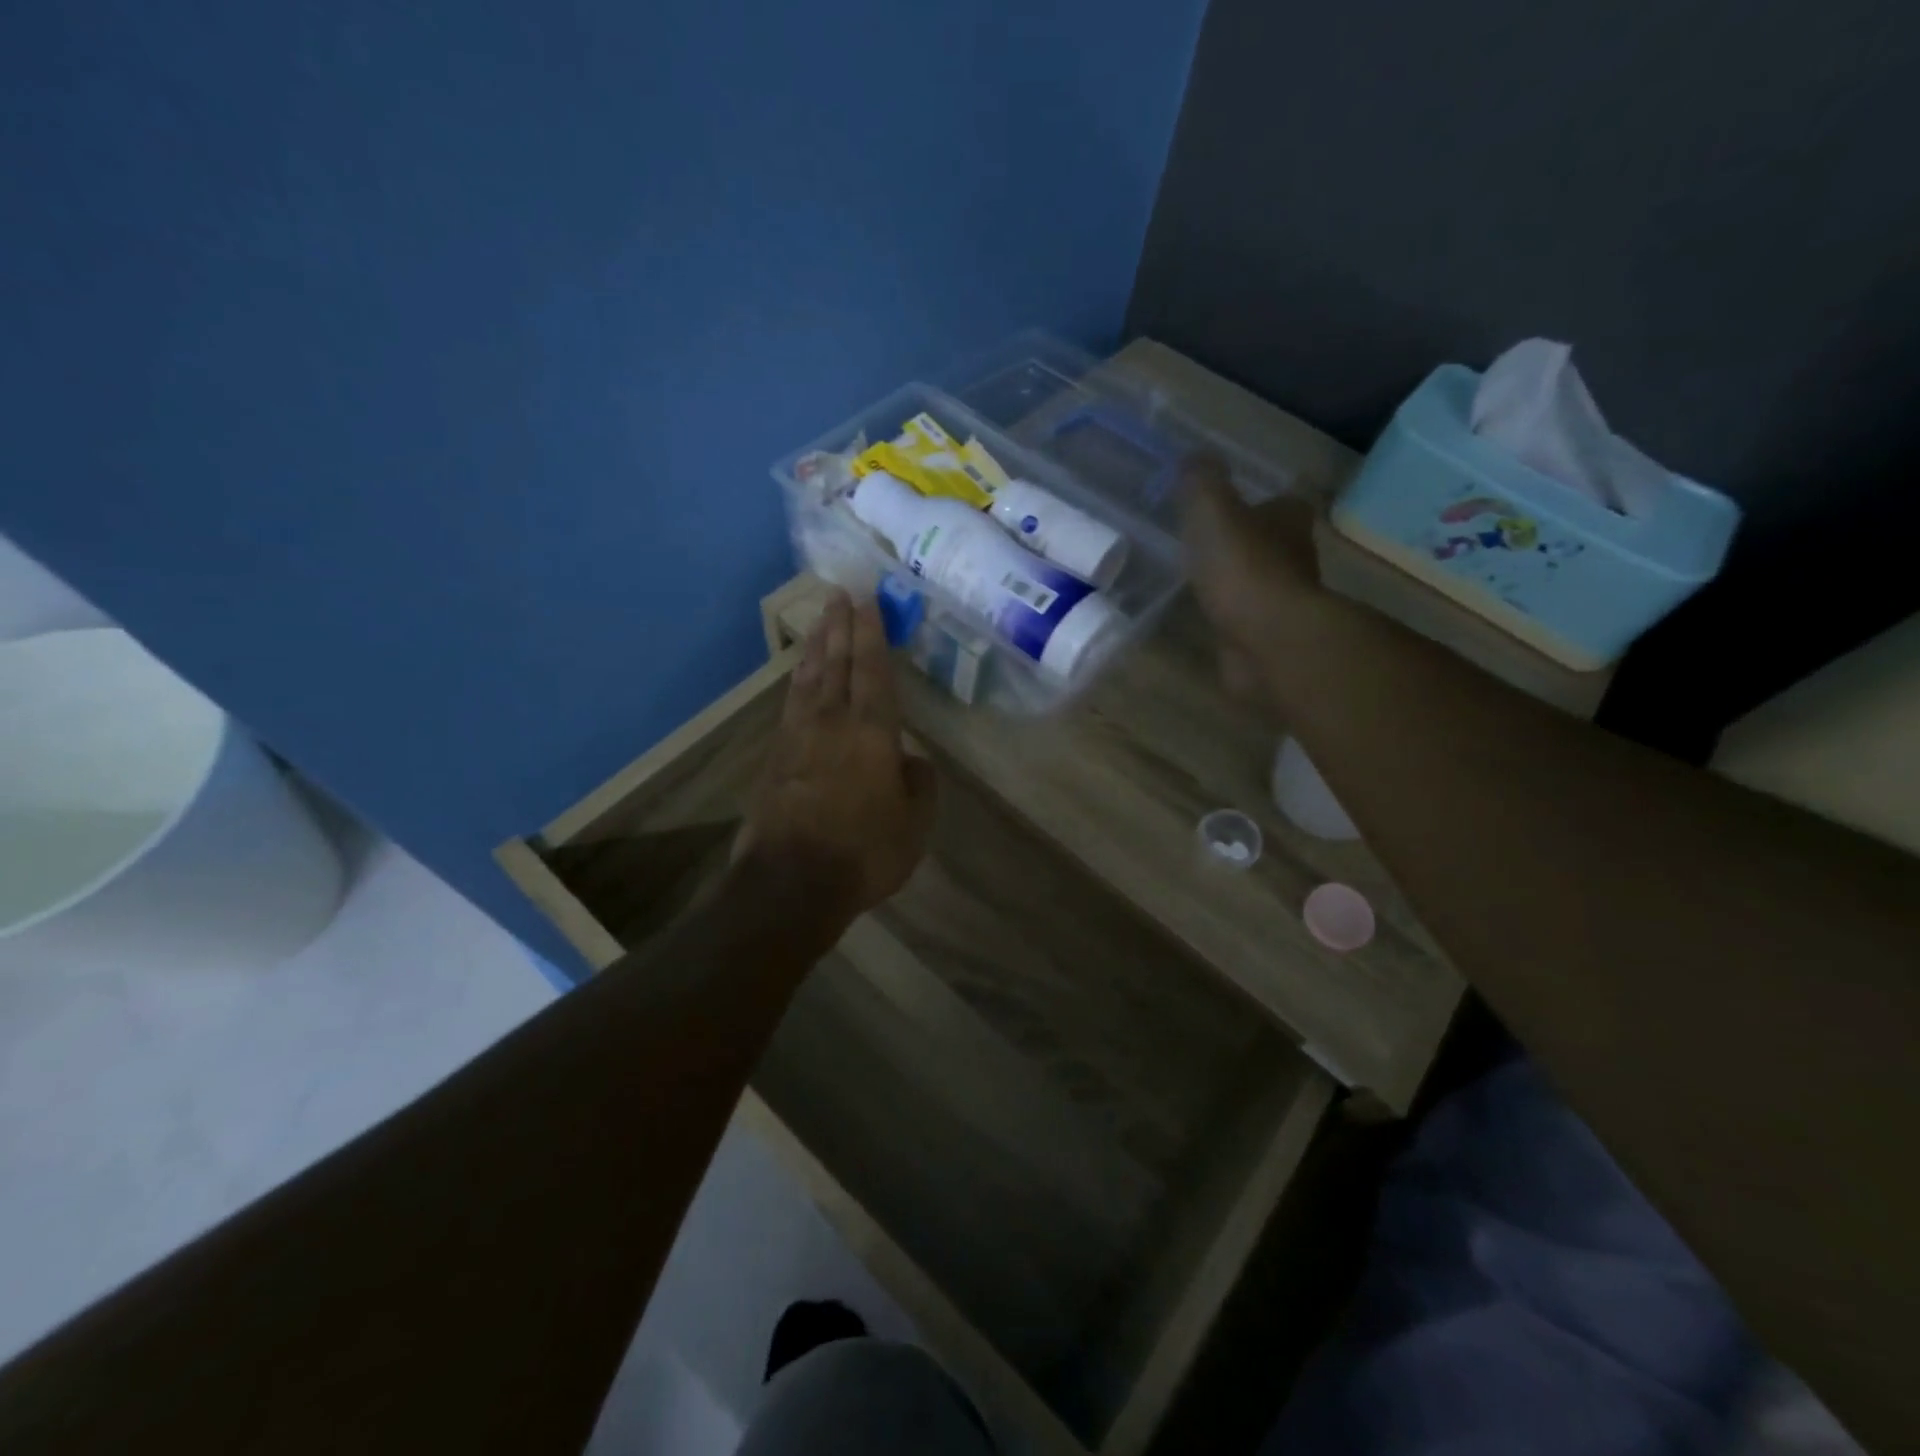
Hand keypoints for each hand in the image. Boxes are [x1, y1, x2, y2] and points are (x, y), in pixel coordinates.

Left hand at [738, 589, 937, 929]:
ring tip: (819, 622)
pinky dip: (797, 683)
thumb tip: (910, 760)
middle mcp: (831, 723)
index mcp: (871, 733)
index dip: (871, 633)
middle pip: (835, 664)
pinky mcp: (774, 759)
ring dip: (814, 647)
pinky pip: (790, 706)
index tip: (867, 600)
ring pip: (807, 680)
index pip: (873, 670)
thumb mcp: (914, 825)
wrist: (790, 883)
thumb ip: (918, 785)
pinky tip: (799, 678)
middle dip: (839, 627)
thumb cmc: (863, 852)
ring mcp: (797, 738)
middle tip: (839, 594)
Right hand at [1182, 455, 1325, 719]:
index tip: (1230, 508)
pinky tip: (1208, 616)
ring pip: (1261, 582)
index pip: (1282, 503)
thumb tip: (1194, 456)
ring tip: (1202, 581)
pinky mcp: (1268, 637)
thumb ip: (1203, 483)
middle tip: (1209, 544)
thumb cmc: (1244, 568)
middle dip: (1247, 543)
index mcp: (1289, 520)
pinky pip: (1247, 619)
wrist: (1267, 641)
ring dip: (1239, 581)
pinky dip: (1232, 616)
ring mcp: (1284, 601)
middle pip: (1273, 542)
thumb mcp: (1213, 512)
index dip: (1258, 503)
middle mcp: (1296, 557)